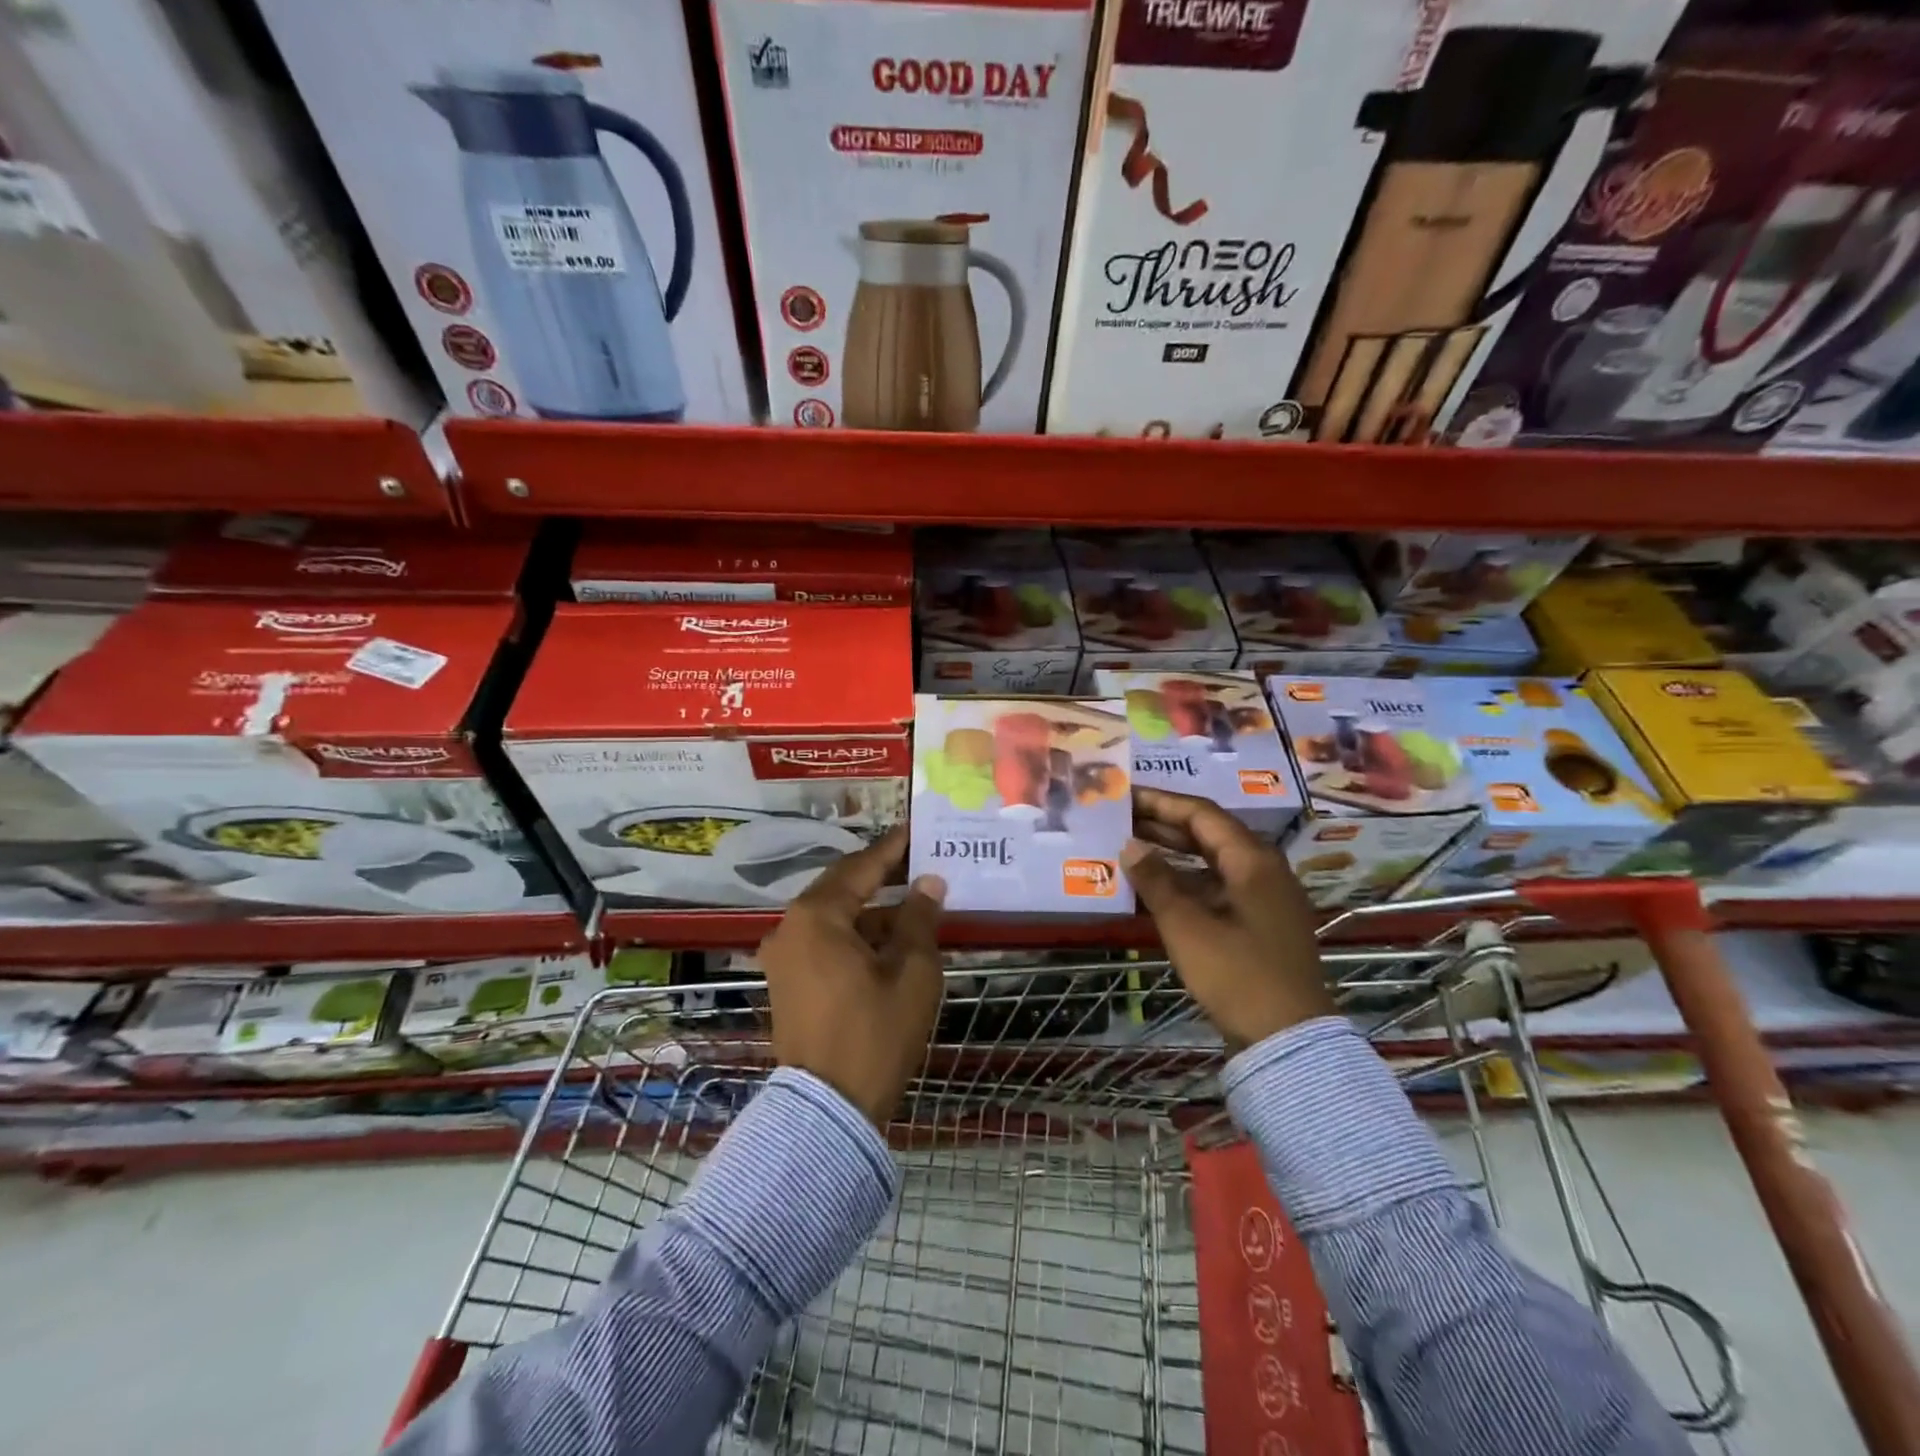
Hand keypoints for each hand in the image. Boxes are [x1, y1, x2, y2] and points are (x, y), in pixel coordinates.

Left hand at [757, 827, 946, 1127]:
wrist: (828, 1111)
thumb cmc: (875, 1034)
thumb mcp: (911, 972)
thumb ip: (919, 919)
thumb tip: (929, 883)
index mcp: (817, 916)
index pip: (861, 867)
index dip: (893, 849)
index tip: (916, 831)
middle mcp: (791, 927)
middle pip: (842, 888)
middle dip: (882, 877)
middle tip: (919, 864)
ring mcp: (784, 957)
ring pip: (834, 918)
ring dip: (871, 912)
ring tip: (914, 908)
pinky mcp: (787, 982)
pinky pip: (824, 942)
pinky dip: (855, 937)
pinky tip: (889, 943)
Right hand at [1122, 787, 1334, 1048]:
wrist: (1288, 1040)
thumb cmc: (1237, 975)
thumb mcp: (1187, 927)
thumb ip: (1156, 881)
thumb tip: (1130, 845)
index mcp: (1253, 860)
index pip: (1202, 814)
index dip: (1160, 802)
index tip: (1125, 795)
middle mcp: (1263, 869)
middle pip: (1209, 833)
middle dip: (1164, 825)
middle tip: (1121, 818)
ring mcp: (1264, 897)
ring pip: (1212, 861)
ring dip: (1173, 854)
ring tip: (1130, 847)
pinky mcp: (1259, 922)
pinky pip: (1217, 887)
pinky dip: (1186, 882)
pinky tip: (1155, 888)